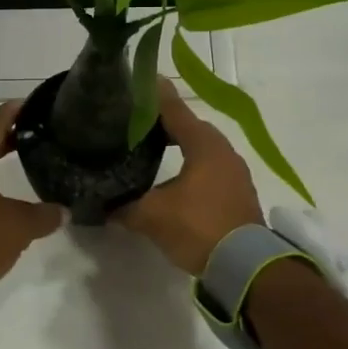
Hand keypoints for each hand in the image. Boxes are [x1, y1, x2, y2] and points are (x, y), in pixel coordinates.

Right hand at [115, 79, 263, 275]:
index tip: (137, 81)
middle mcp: (223, 151)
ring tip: (151, 147)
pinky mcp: (237, 193)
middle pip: (189, 127)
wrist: (246, 267)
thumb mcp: (152, 216)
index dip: (154, 96)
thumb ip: (124, 207)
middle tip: (135, 121)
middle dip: (163, 122)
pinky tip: (173, 178)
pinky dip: (190, 165)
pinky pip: (209, 167)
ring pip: (200, 148)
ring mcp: (234, 172)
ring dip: (179, 145)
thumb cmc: (199, 227)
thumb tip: (101, 207)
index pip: (174, 110)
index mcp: (204, 145)